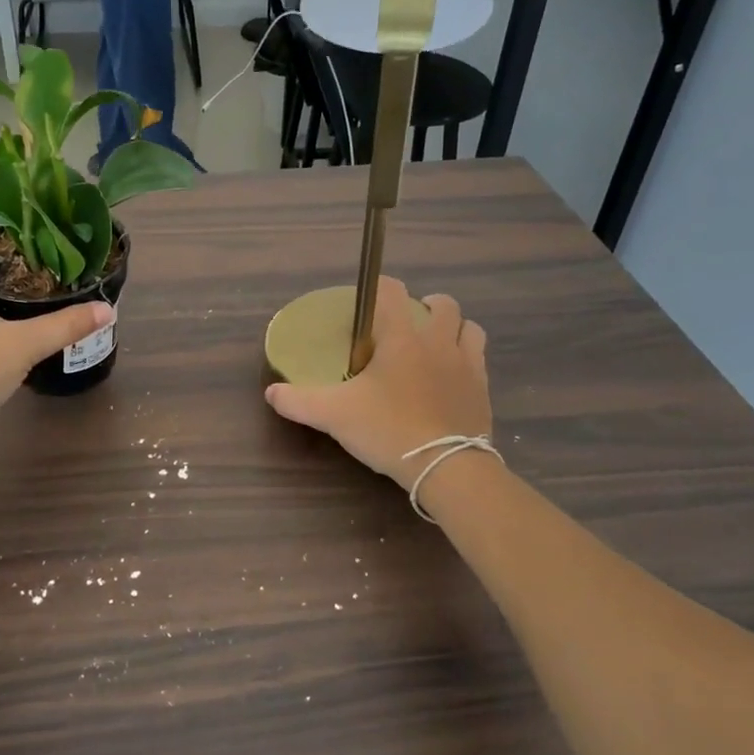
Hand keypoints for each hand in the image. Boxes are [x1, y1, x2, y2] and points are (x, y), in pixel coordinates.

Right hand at [265, 278, 489, 489]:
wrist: (447, 467)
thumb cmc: (388, 429)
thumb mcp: (334, 415)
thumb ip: (299, 401)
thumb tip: (271, 392)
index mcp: (402, 338)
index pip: (392, 292)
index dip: (379, 287)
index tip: (368, 299)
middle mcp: (438, 342)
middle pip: (442, 304)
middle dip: (426, 306)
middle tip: (406, 325)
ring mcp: (467, 365)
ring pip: (469, 328)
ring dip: (453, 328)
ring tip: (435, 345)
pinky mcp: (483, 390)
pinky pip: (479, 360)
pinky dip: (467, 359)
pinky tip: (451, 378)